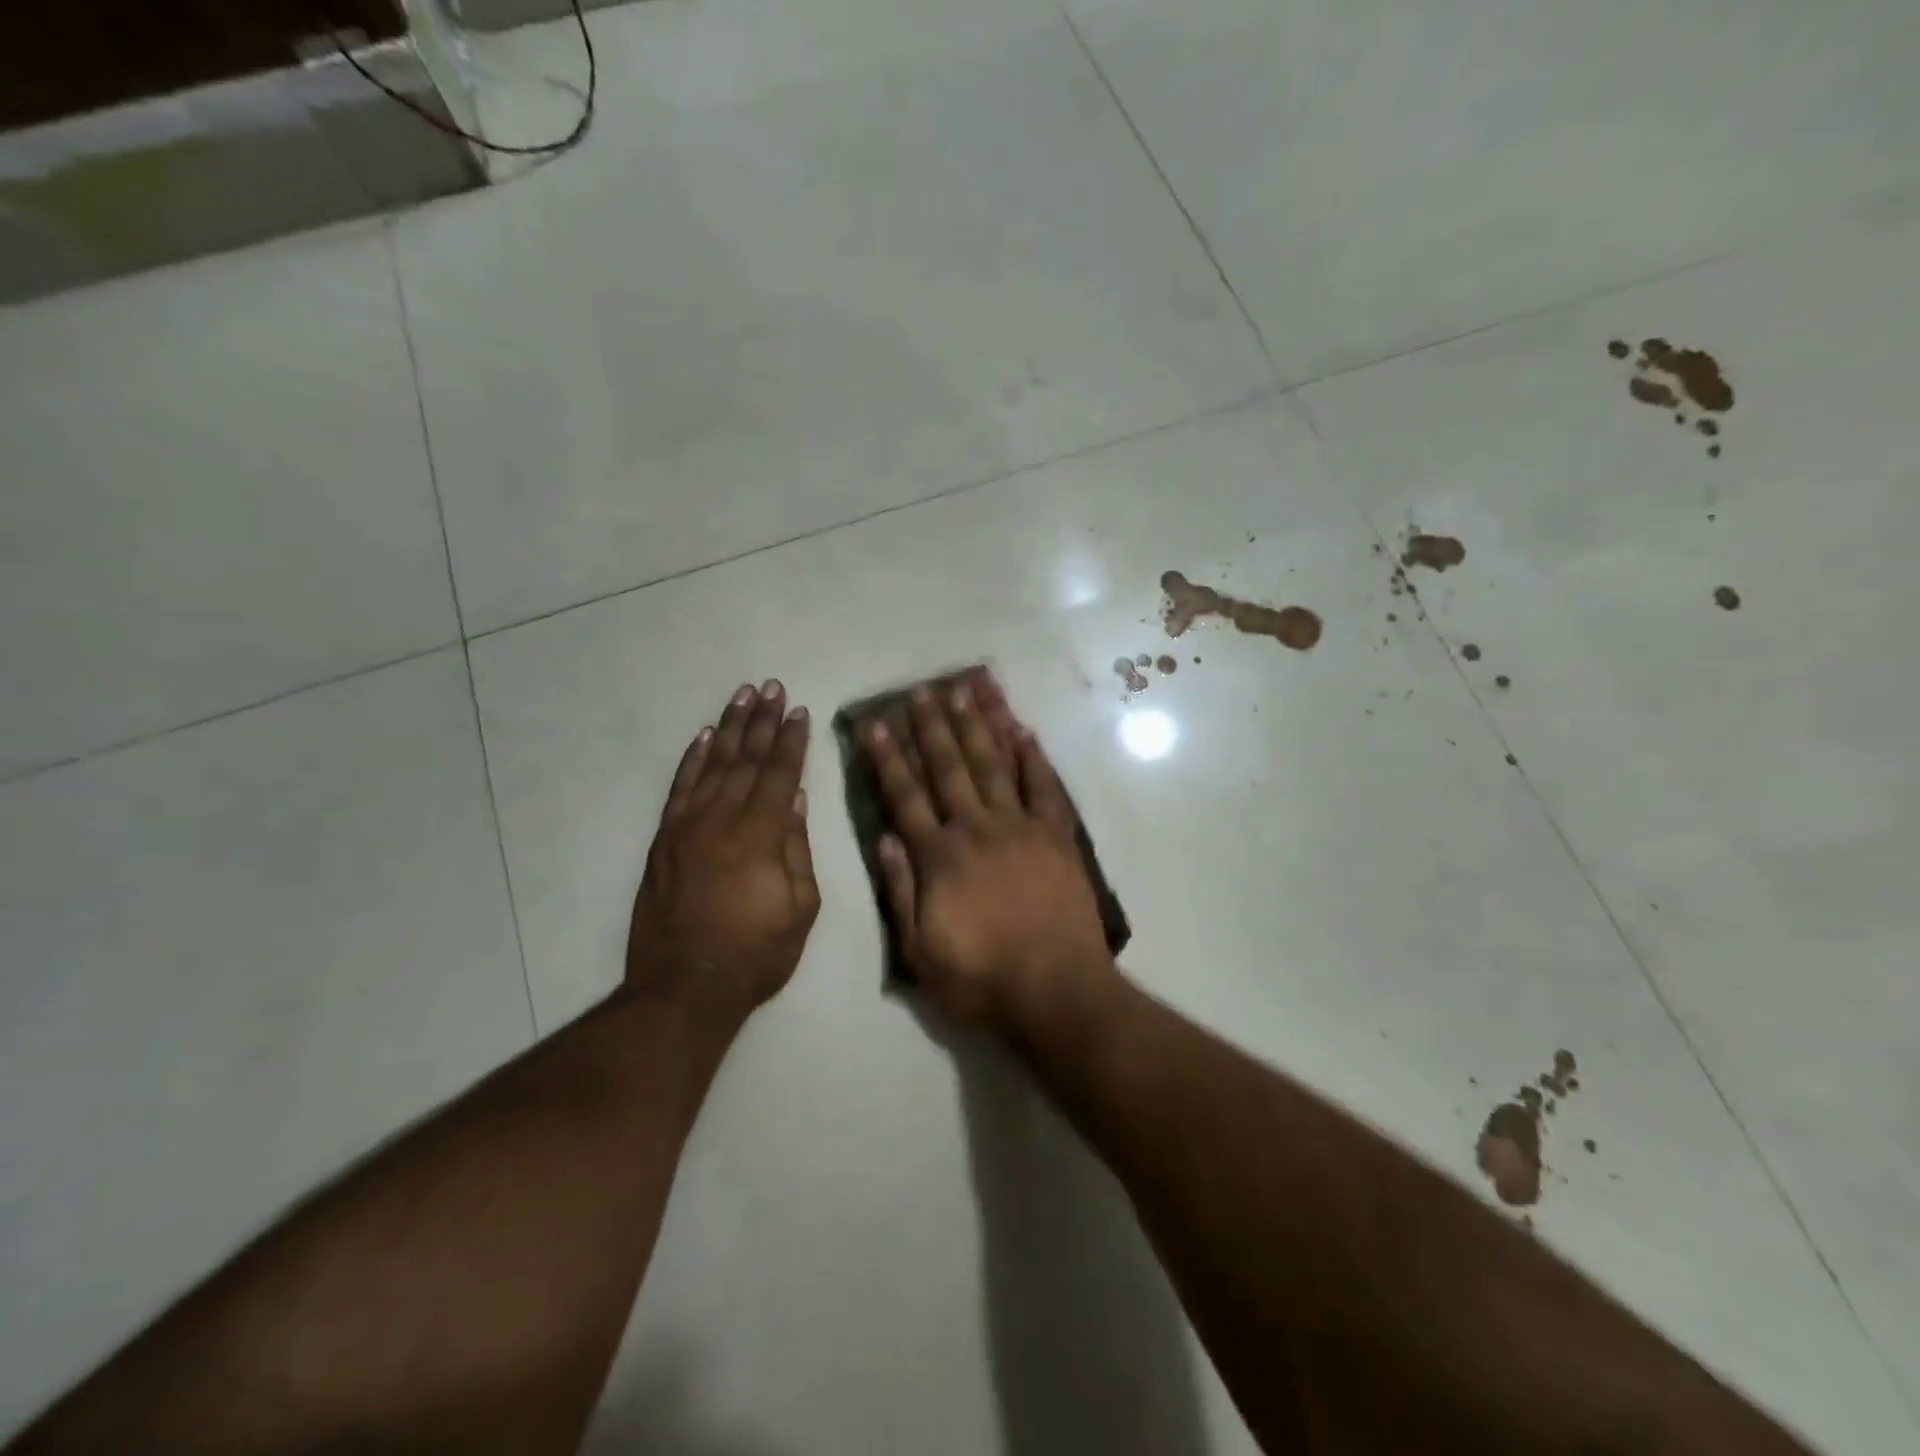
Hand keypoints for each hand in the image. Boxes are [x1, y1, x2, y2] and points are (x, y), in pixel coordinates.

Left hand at [627, 680, 819, 1014]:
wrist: (685, 986)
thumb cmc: (756, 952)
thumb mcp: (801, 907)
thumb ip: (798, 848)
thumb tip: (797, 801)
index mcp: (761, 835)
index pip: (780, 774)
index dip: (791, 741)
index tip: (800, 711)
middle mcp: (722, 819)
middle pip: (746, 759)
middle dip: (763, 721)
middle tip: (773, 687)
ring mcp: (687, 827)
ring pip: (712, 764)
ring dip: (729, 727)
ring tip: (743, 696)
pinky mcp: (664, 840)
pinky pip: (680, 789)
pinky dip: (692, 760)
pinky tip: (704, 737)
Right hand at [863, 675, 1114, 1029]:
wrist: (1055, 990)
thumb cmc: (981, 979)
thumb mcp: (920, 951)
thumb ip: (900, 892)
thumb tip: (885, 839)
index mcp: (939, 857)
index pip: (906, 797)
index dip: (888, 759)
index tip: (876, 725)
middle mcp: (976, 829)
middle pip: (949, 768)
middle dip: (932, 728)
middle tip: (922, 691)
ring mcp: (1020, 828)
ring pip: (994, 765)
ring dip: (978, 726)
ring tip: (967, 691)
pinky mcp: (1057, 836)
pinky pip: (1044, 787)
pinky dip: (1033, 757)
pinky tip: (1023, 730)